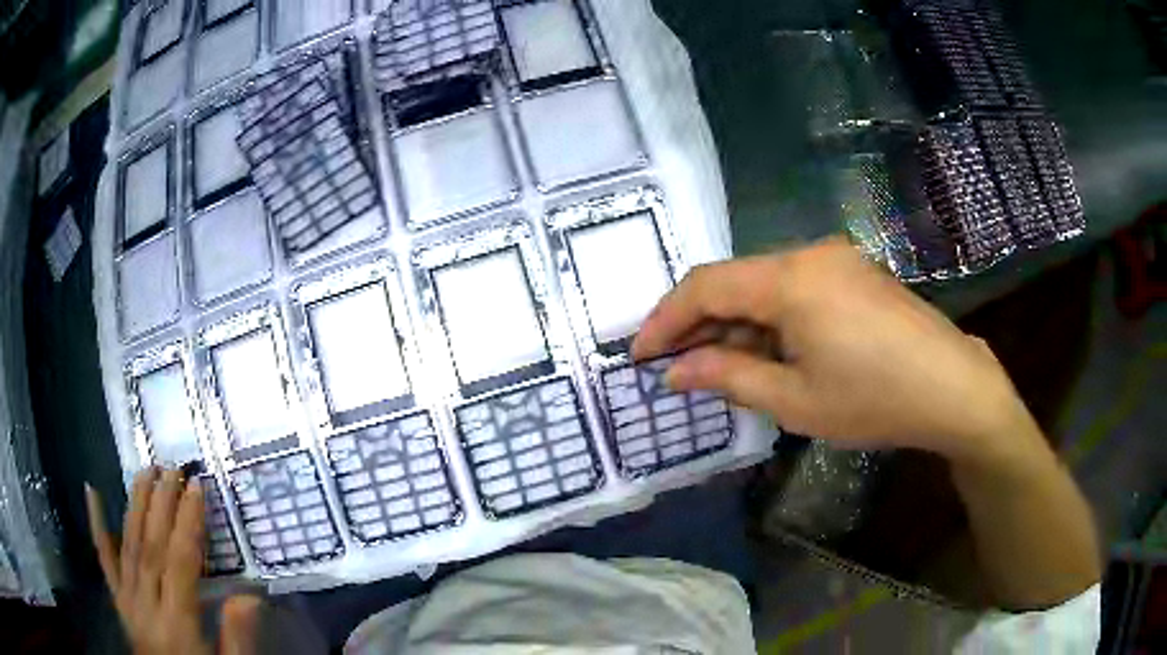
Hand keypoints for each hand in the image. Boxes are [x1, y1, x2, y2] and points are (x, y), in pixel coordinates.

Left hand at [86, 468, 258, 654]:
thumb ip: (237, 637)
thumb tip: (249, 595)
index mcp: (176, 623)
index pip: (179, 563)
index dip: (187, 523)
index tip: (196, 487)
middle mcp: (146, 604)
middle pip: (151, 546)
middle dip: (161, 503)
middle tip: (172, 467)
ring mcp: (128, 598)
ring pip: (128, 544)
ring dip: (136, 504)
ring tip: (145, 470)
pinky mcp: (117, 598)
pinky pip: (104, 559)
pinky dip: (96, 524)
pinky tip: (90, 491)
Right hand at [633, 237, 1042, 466]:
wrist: (953, 388)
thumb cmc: (874, 399)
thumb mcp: (795, 400)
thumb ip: (728, 377)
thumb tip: (676, 371)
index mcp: (791, 278)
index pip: (706, 285)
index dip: (666, 319)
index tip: (641, 354)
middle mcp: (809, 253)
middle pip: (734, 280)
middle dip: (698, 323)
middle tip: (674, 365)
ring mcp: (836, 260)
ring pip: (764, 285)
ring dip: (735, 323)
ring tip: (716, 365)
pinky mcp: (853, 274)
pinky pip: (794, 289)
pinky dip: (769, 319)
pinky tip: (766, 351)